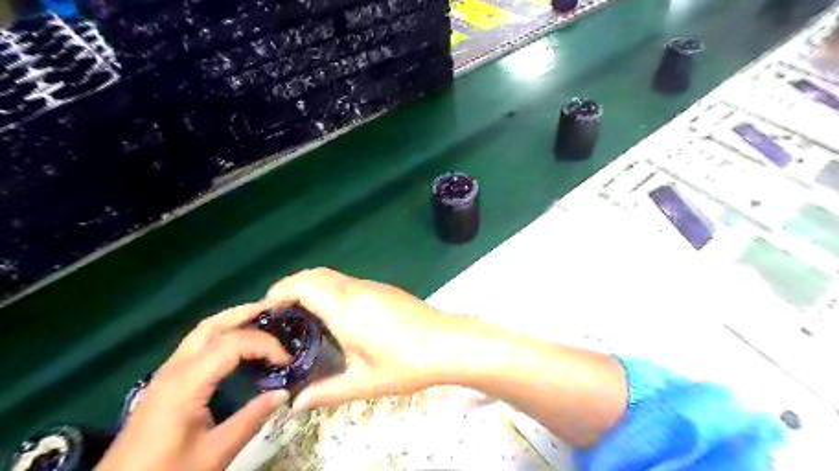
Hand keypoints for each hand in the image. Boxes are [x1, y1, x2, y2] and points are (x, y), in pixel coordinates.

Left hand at [96, 303, 292, 468]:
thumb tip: (284, 392)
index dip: (265, 345)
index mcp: (186, 382)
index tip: (287, 360)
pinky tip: (238, 344)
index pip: (233, 344)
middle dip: (246, 313)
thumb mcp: (214, 453)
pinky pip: (197, 344)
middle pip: (212, 325)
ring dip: (233, 320)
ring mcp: (167, 373)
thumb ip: (251, 419)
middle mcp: (175, 369)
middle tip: (276, 311)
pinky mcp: (166, 381)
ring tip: (262, 319)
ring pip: (202, 331)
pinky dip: (222, 333)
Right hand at [268, 269, 464, 411]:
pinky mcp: (384, 290)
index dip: (280, 291)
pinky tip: (333, 316)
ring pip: (332, 276)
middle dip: (291, 286)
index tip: (266, 310)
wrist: (448, 343)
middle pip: (315, 274)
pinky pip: (347, 282)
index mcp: (345, 307)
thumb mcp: (364, 382)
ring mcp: (372, 287)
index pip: (304, 284)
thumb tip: (297, 404)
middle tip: (279, 314)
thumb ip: (326, 392)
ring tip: (301, 316)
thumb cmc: (406, 363)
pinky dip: (330, 290)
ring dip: (312, 287)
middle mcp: (356, 290)